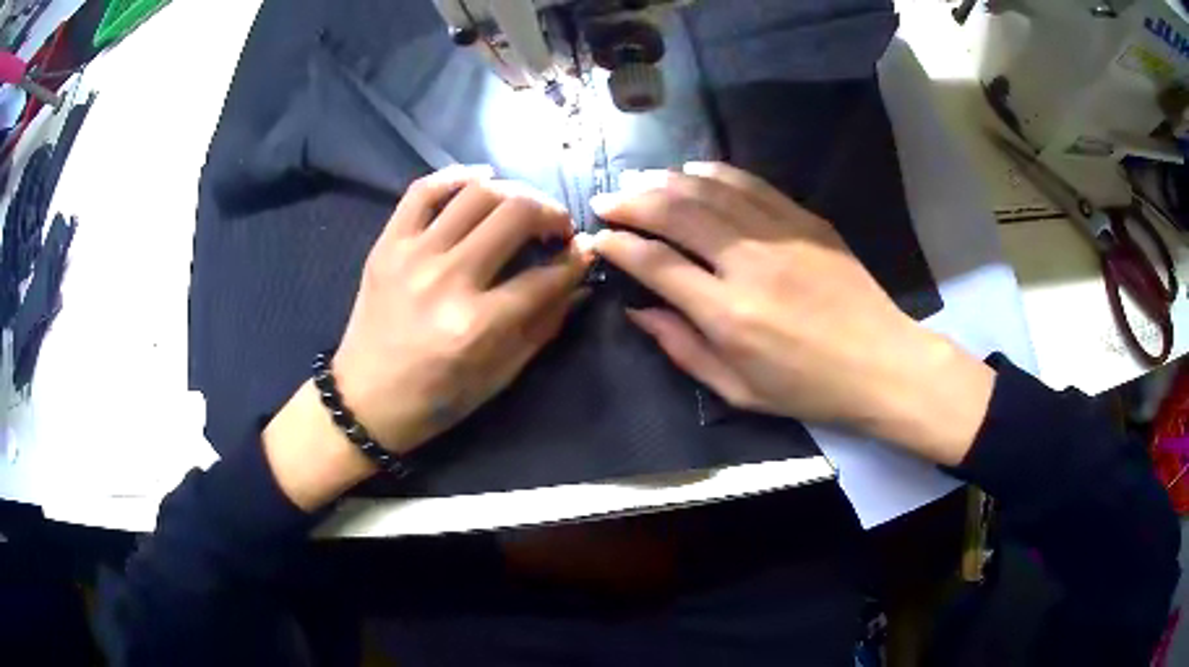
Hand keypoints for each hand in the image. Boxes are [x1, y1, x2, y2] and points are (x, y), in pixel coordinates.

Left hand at [335, 166, 591, 450]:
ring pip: (478, 194)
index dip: (575, 261)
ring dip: (515, 193)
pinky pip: (424, 190)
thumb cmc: (435, 399)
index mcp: (477, 325)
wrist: (364, 398)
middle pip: (515, 215)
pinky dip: (457, 175)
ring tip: (524, 208)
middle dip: (551, 214)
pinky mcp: (388, 244)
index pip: (545, 276)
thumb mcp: (499, 376)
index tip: (583, 253)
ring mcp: (413, 255)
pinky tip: (482, 178)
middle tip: (557, 228)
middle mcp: (447, 280)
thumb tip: (578, 283)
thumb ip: (543, 326)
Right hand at [591, 162, 993, 464]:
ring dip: (666, 180)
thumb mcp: (737, 389)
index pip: (656, 264)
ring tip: (639, 180)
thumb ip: (682, 348)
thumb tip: (637, 311)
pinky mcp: (806, 220)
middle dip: (632, 202)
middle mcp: (749, 264)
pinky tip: (692, 171)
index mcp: (728, 315)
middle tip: (606, 200)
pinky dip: (714, 172)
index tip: (598, 239)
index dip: (619, 247)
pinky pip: (750, 184)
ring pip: (710, 190)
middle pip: (676, 213)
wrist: (881, 363)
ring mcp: (781, 235)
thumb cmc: (808, 389)